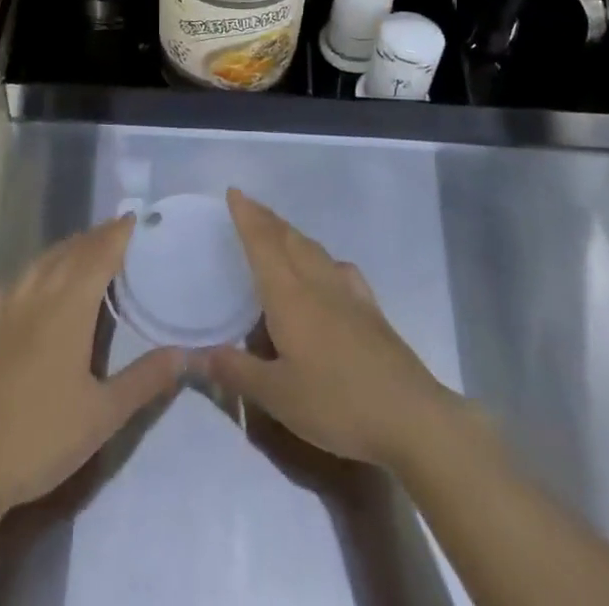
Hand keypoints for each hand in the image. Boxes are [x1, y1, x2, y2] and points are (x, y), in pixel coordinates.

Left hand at [0, 216, 184, 514]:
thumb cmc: (40, 438)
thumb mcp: (102, 416)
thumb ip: (144, 380)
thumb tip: (183, 353)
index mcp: (69, 309)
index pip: (99, 256)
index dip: (117, 234)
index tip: (135, 217)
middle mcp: (37, 297)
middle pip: (70, 253)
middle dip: (95, 238)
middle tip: (117, 231)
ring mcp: (6, 310)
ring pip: (41, 263)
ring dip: (66, 249)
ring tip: (83, 247)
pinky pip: (15, 282)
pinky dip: (35, 270)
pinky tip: (34, 281)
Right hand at [203, 189, 464, 470]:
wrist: (409, 415)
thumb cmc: (336, 403)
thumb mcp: (278, 396)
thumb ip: (237, 371)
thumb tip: (199, 353)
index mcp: (289, 295)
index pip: (262, 244)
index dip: (247, 216)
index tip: (234, 192)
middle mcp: (316, 282)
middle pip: (288, 238)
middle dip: (266, 219)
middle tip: (249, 207)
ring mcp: (348, 292)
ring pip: (314, 249)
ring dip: (291, 234)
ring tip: (279, 233)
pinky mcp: (370, 308)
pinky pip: (339, 269)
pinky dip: (323, 259)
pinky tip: (328, 270)